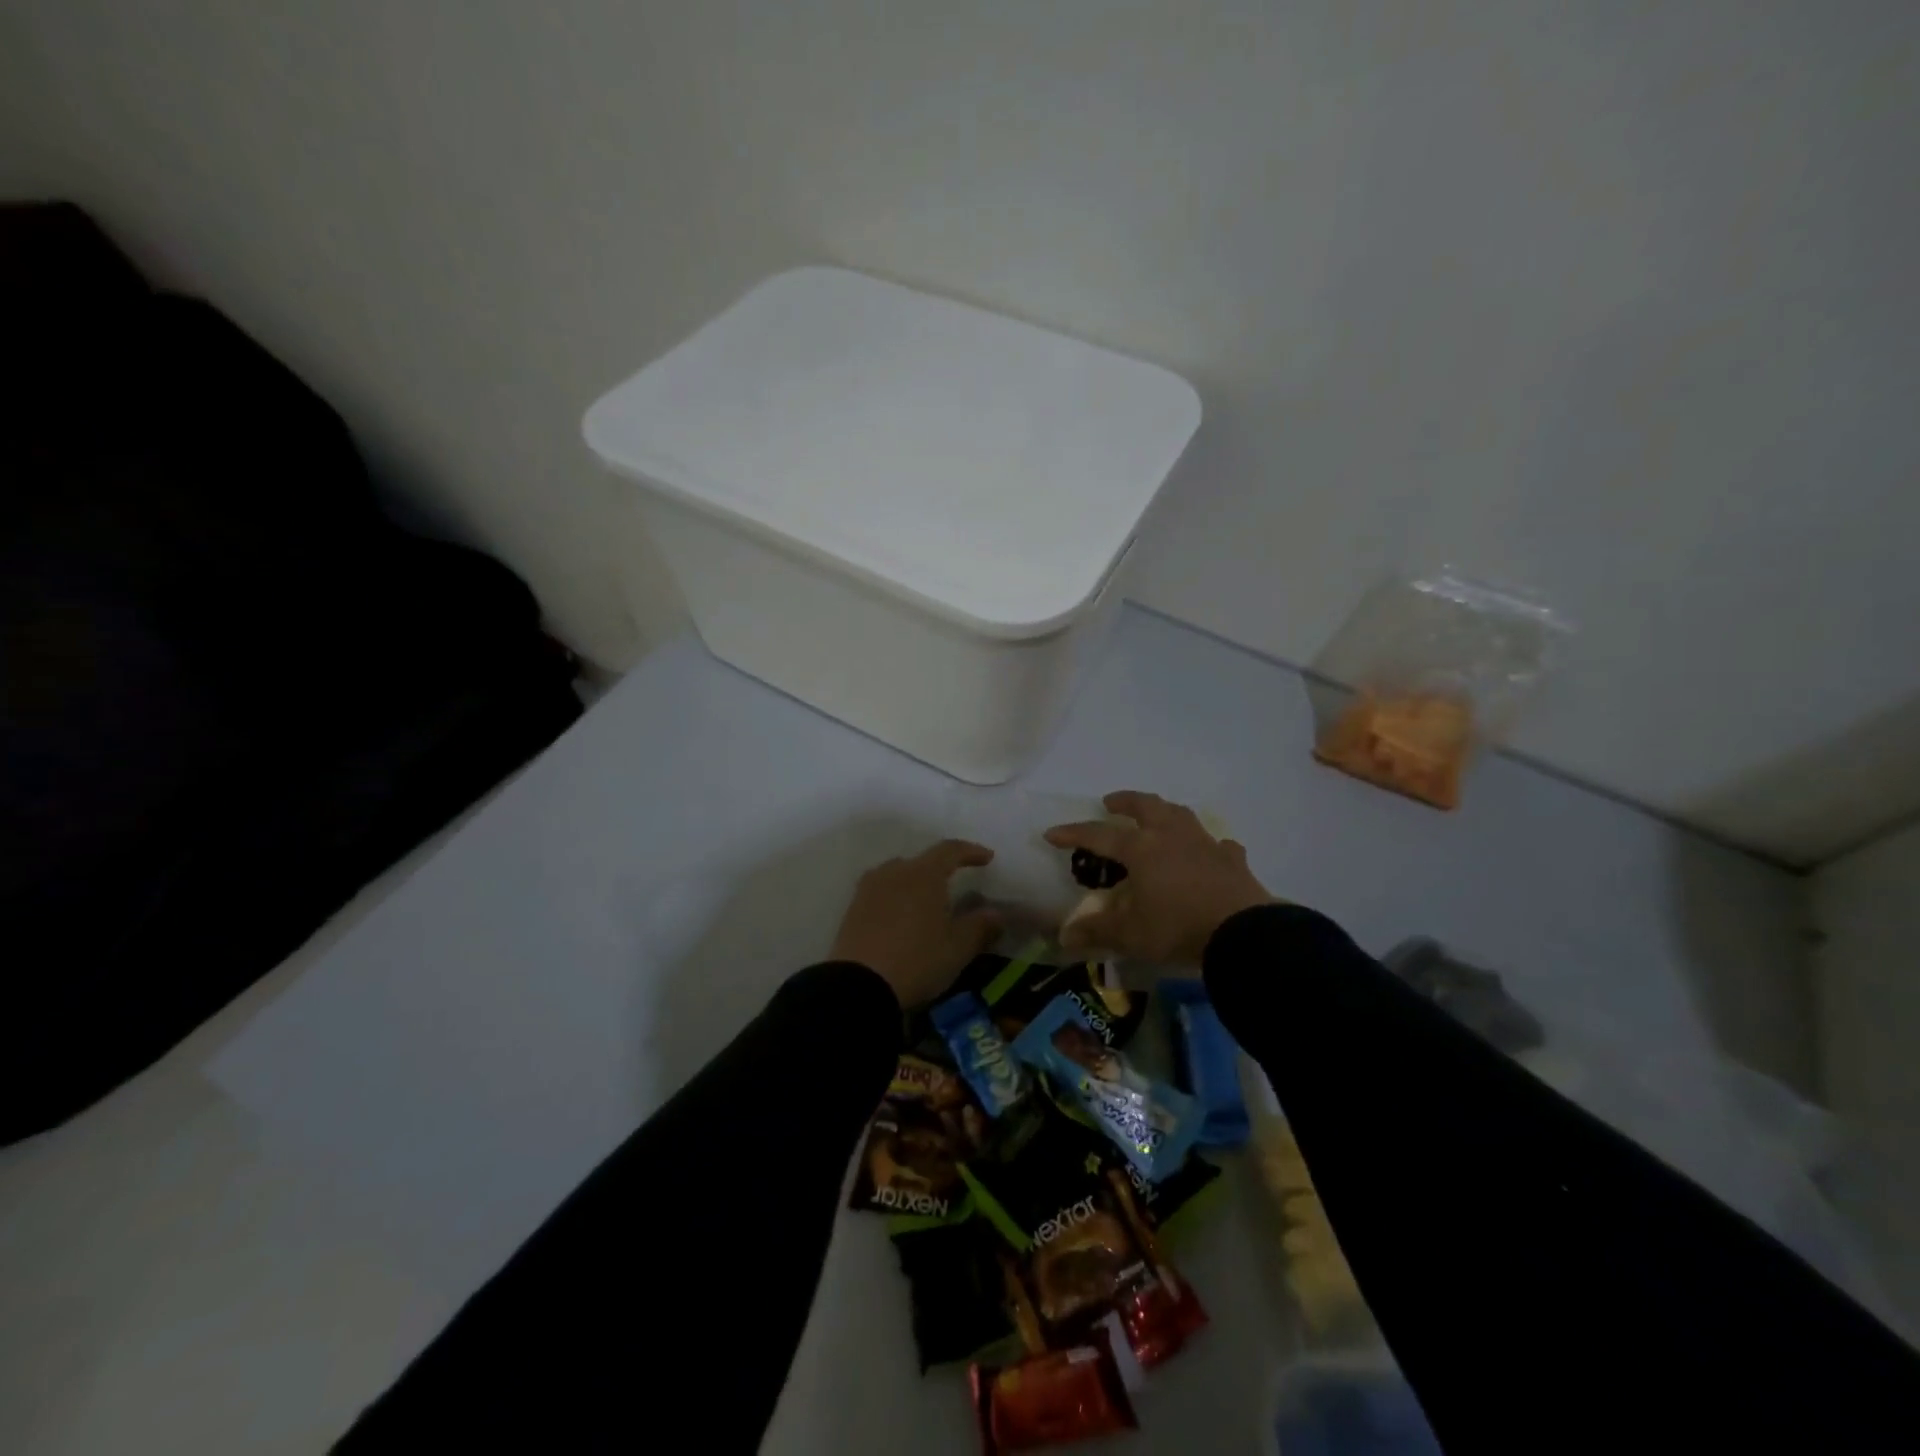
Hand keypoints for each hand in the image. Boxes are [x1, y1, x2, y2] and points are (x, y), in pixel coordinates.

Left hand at [830, 840, 1003, 1007]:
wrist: (858, 986)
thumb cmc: (917, 960)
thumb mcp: (958, 947)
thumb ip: (981, 926)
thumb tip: (997, 913)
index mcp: (924, 874)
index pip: (950, 850)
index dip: (970, 851)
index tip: (987, 858)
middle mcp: (894, 872)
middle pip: (921, 862)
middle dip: (940, 870)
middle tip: (954, 886)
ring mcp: (869, 889)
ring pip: (898, 876)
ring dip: (915, 884)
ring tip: (926, 904)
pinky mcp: (852, 909)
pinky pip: (881, 893)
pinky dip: (896, 899)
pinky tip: (901, 919)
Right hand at [1045, 791, 1273, 963]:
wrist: (1243, 934)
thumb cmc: (1177, 928)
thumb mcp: (1130, 935)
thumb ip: (1097, 931)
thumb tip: (1063, 937)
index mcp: (1141, 849)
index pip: (1099, 835)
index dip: (1073, 833)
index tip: (1051, 833)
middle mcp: (1171, 837)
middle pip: (1146, 806)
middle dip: (1125, 801)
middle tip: (1111, 802)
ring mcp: (1205, 845)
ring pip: (1182, 815)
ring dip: (1164, 811)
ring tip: (1157, 815)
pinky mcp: (1232, 860)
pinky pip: (1218, 845)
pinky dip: (1209, 845)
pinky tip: (1210, 850)